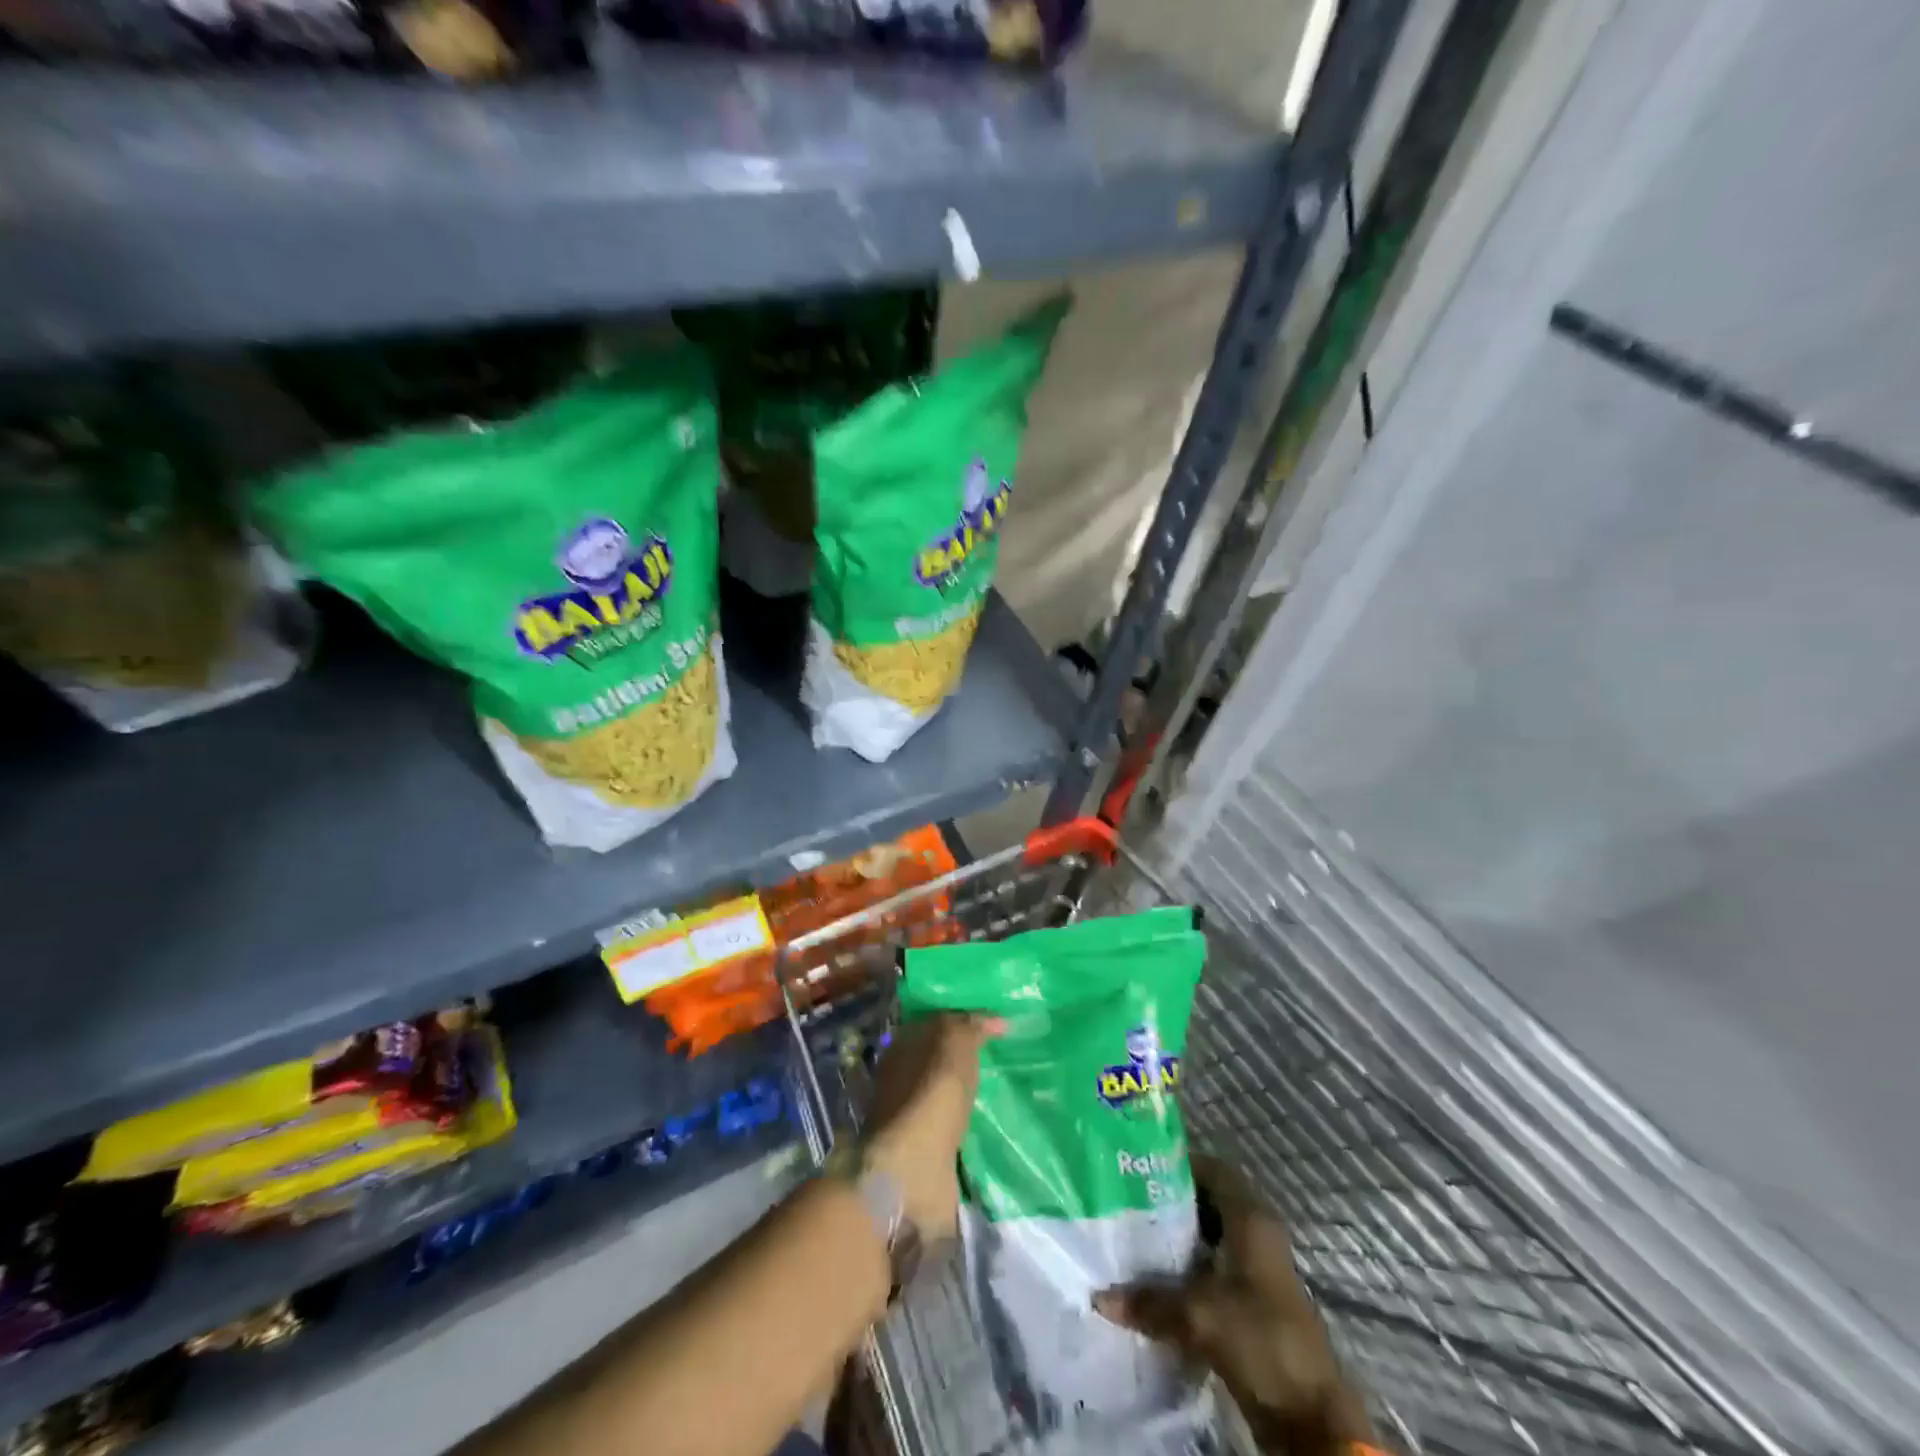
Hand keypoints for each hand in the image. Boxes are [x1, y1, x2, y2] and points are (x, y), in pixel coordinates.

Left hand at [862, 1013, 999, 1242]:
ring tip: (1009, 1090)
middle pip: (941, 1059)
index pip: (937, 1023)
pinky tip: (996, 1123)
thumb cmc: (932, 1091)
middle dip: (968, 1058)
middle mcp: (903, 1078)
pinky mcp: (929, 1151)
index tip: (999, 1024)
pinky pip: (957, 1128)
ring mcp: (914, 1118)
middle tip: (1009, 1055)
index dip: (965, 1020)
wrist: (915, 1166)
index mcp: (903, 1045)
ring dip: (971, 1094)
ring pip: (948, 1095)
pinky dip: (973, 1125)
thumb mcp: (955, 1040)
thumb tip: (997, 1021)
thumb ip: (973, 1025)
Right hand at [1094, 1157, 1371, 1453]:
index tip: (1140, 1166)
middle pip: (1210, 1201)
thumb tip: (1099, 1296)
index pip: (1214, 1169)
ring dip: (1180, 1236)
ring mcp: (1259, 1271)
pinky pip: (1215, 1268)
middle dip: (1172, 1200)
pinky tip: (1158, 1278)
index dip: (1179, 1163)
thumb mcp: (1200, 1316)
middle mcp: (1258, 1235)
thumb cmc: (1261, 1341)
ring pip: (1212, 1236)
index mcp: (1251, 1219)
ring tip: (1135, 1236)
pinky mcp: (1255, 1303)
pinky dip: (1189, 1267)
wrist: (1311, 1419)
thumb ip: (1150, 1301)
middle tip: (1129, 1199)